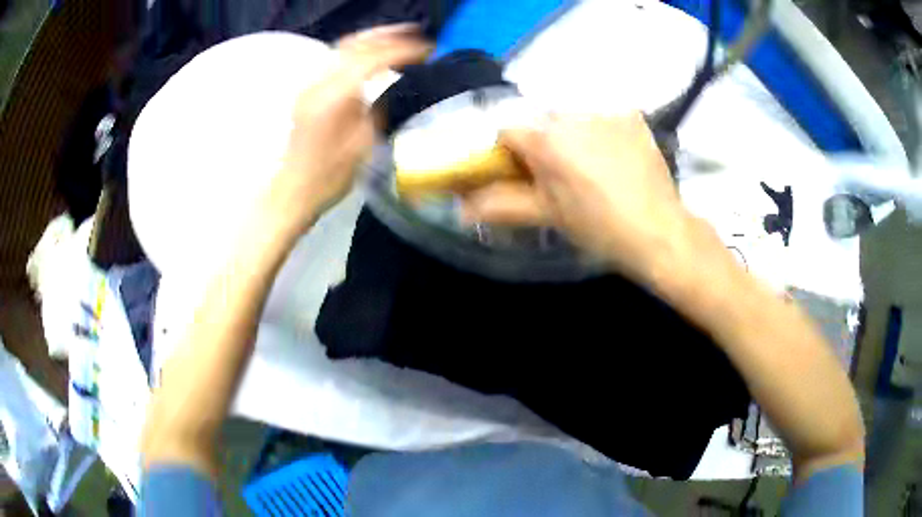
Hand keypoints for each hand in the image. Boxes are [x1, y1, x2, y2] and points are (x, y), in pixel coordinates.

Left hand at [262, 25, 429, 236]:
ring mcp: (311, 85)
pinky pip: (336, 60)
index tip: (427, 48)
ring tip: (398, 36)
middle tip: (415, 30)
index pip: (372, 58)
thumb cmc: (330, 175)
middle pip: (355, 44)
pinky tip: (373, 55)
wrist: (294, 190)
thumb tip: (396, 84)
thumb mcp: (364, 142)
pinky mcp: (309, 92)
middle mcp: (319, 82)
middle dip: (387, 34)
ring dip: (372, 39)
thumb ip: (379, 106)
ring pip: (343, 49)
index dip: (402, 49)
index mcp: (334, 95)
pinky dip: (358, 51)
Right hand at [462, 113, 693, 281]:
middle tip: (560, 173)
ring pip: (572, 117)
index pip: (506, 129)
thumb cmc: (599, 227)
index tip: (522, 172)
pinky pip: (603, 116)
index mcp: (546, 140)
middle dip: (542, 142)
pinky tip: (615, 156)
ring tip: (592, 166)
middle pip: (540, 121)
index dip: (508, 151)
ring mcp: (606, 111)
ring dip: (572, 134)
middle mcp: (572, 115)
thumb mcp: (548, 215)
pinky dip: (601, 130)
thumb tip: (460, 209)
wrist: (659, 230)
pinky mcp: (631, 114)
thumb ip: (501, 205)